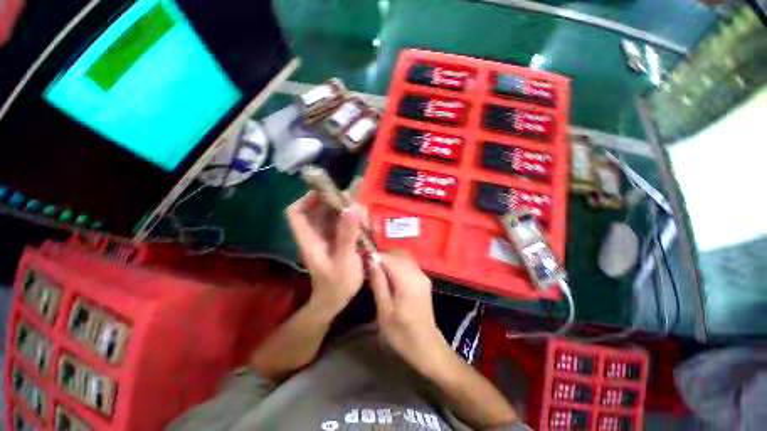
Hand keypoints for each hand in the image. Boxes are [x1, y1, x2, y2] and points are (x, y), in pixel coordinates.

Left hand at [286, 191, 365, 317]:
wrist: (337, 300)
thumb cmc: (337, 284)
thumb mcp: (344, 260)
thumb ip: (347, 235)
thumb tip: (353, 207)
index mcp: (309, 238)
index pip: (296, 212)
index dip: (308, 198)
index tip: (329, 193)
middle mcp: (316, 233)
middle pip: (320, 208)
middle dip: (338, 203)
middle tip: (358, 208)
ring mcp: (328, 236)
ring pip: (335, 214)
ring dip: (351, 212)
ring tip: (366, 220)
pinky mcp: (338, 239)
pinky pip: (345, 222)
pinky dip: (356, 221)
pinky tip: (367, 227)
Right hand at [368, 252, 449, 374]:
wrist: (426, 346)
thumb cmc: (402, 333)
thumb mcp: (384, 311)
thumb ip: (378, 283)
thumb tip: (371, 261)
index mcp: (408, 282)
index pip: (389, 258)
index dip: (375, 257)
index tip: (363, 263)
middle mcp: (418, 273)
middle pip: (397, 255)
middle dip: (382, 258)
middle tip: (369, 270)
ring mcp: (423, 275)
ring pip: (403, 257)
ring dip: (389, 260)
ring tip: (378, 273)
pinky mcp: (424, 279)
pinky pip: (408, 264)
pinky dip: (397, 265)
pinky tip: (390, 277)